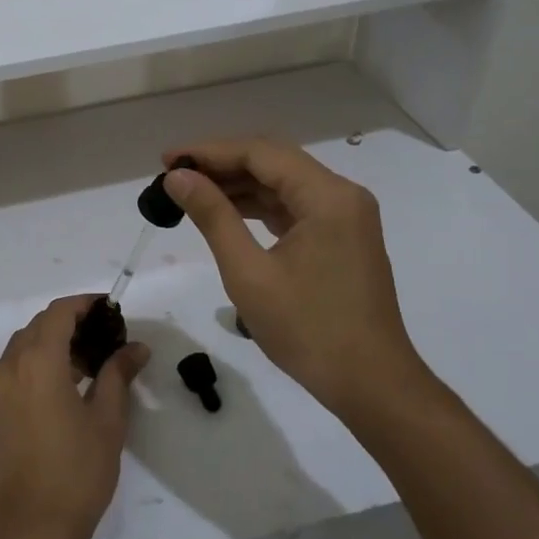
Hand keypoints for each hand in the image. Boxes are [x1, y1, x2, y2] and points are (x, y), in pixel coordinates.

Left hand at [0, 295, 149, 538]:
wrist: (30, 528)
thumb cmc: (76, 471)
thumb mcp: (107, 420)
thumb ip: (118, 375)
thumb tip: (136, 347)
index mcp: (39, 360)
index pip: (60, 312)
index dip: (85, 304)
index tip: (111, 309)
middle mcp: (11, 364)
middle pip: (40, 325)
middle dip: (71, 322)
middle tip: (105, 337)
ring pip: (24, 346)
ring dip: (53, 342)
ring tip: (89, 362)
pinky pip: (15, 368)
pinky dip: (38, 362)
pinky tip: (64, 386)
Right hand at [162, 139, 428, 425]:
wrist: (371, 386)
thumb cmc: (308, 330)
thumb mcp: (249, 273)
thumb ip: (213, 216)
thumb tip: (178, 178)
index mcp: (327, 196)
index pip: (260, 153)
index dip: (209, 152)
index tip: (166, 161)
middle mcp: (342, 195)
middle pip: (273, 162)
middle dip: (221, 165)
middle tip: (173, 176)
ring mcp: (345, 217)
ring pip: (282, 184)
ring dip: (238, 185)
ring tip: (190, 193)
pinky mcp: (342, 237)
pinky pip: (294, 207)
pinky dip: (258, 206)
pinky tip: (226, 212)